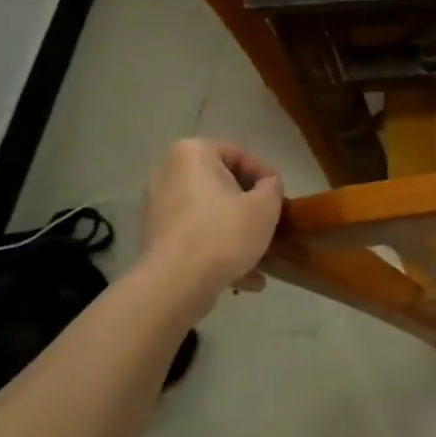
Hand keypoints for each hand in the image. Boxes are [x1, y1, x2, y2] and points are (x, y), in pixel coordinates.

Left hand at [139, 139, 284, 293]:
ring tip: (259, 255)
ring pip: (208, 213)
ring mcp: (157, 207)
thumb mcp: (265, 206)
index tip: (280, 197)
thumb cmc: (224, 232)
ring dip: (234, 231)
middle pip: (220, 185)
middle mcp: (168, 173)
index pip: (238, 154)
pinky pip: (194, 235)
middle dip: (247, 205)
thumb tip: (267, 186)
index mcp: (192, 153)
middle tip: (269, 221)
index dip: (265, 175)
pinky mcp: (155, 238)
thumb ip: (272, 188)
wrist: (177, 283)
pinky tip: (243, 278)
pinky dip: (216, 249)